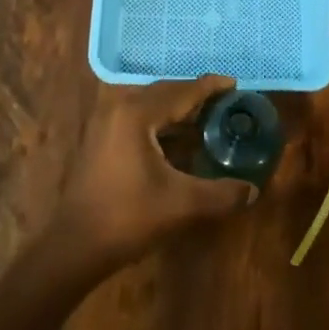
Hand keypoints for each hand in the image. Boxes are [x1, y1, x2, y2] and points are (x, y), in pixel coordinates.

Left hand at [54, 76, 257, 268]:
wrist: (75, 246)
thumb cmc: (128, 218)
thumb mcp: (182, 205)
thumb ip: (221, 194)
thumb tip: (253, 191)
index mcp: (137, 114)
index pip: (181, 92)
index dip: (209, 87)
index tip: (234, 83)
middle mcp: (119, 109)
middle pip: (164, 93)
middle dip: (195, 96)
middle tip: (224, 101)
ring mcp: (105, 123)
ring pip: (149, 105)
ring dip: (177, 110)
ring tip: (206, 118)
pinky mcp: (100, 140)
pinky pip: (137, 118)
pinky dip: (161, 122)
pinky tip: (178, 140)